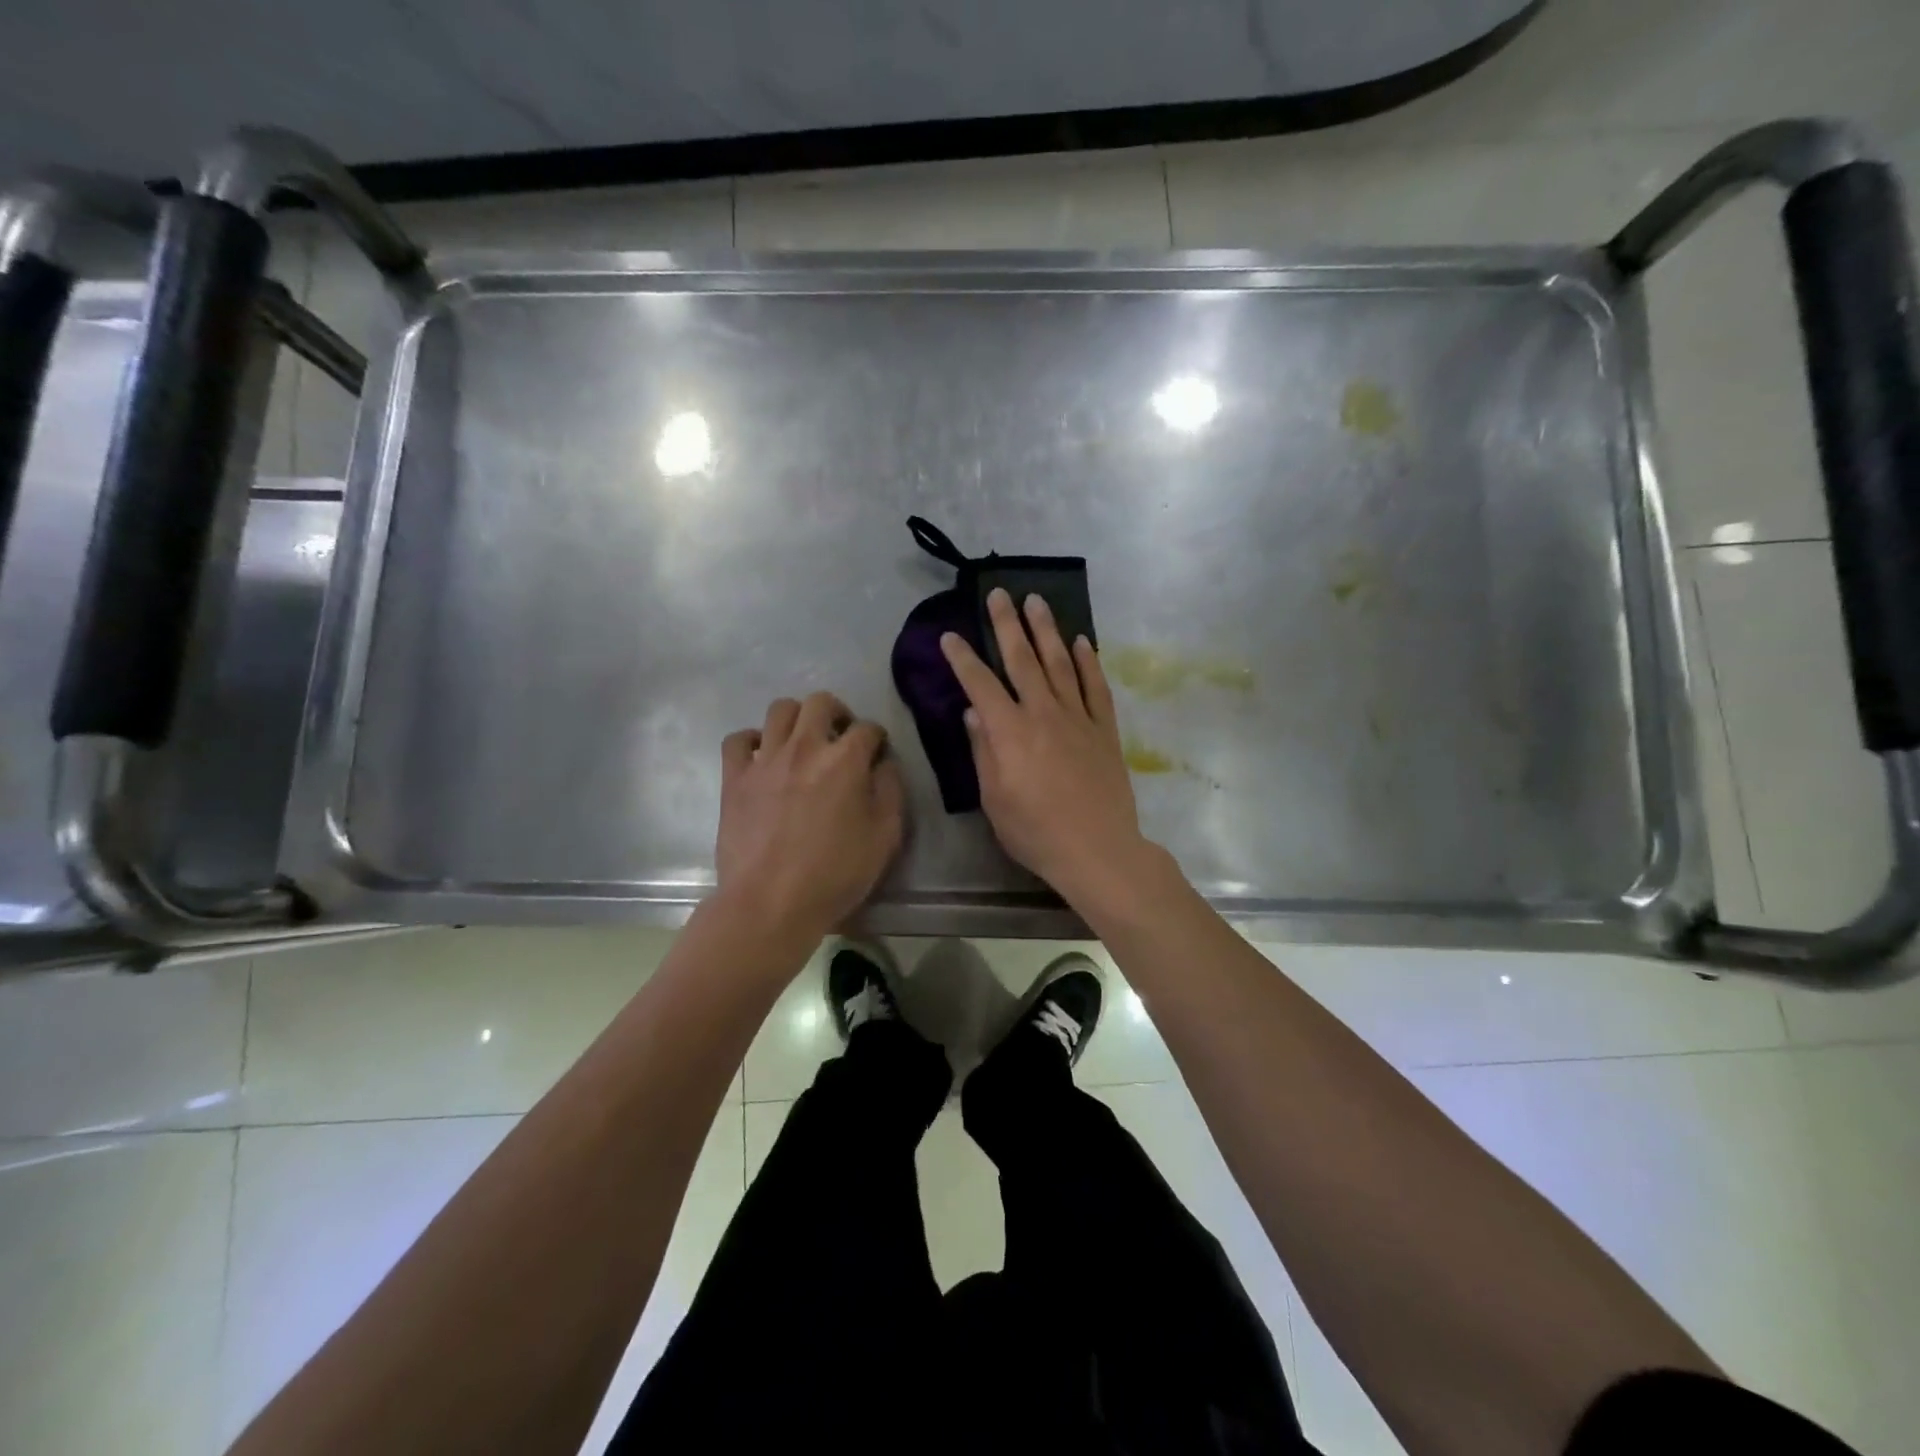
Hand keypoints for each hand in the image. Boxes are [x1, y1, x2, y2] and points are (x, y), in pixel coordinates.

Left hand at [715, 693, 905, 940]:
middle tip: (840, 737)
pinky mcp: (735, 777)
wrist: (770, 903)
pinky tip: (762, 756)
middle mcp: (805, 747)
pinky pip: (738, 739)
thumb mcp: (885, 837)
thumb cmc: (835, 874)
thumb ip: (890, 791)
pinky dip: (752, 740)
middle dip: (837, 713)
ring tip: (803, 741)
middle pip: (821, 702)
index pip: (867, 728)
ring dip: (797, 718)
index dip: (877, 739)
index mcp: (845, 760)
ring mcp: (765, 759)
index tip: (877, 755)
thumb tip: (884, 765)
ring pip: (780, 710)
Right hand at [940, 589, 1153, 905]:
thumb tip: (974, 714)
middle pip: (1022, 659)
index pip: (981, 684)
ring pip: (1060, 663)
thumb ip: (983, 752)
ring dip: (1047, 630)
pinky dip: (1089, 661)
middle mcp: (1043, 713)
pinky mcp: (1105, 729)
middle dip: (1007, 624)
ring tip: (1036, 601)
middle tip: (998, 594)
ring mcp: (1078, 717)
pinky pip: (1096, 686)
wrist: (1097, 849)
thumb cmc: (1035, 831)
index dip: (963, 658)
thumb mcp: (994, 799)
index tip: (950, 636)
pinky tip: (1082, 641)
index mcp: (1010, 731)